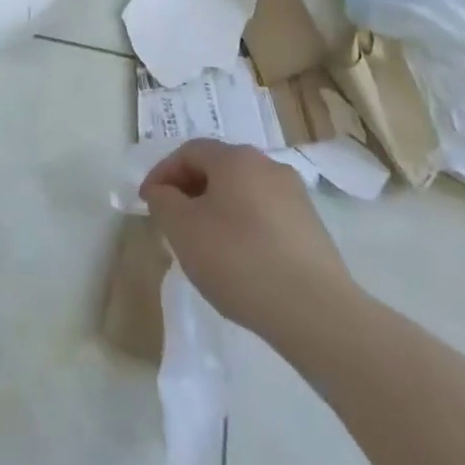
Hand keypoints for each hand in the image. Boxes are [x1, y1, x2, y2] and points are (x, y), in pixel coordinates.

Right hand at [140, 139, 356, 335]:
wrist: (316, 313)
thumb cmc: (239, 260)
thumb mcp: (182, 229)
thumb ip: (163, 202)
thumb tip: (164, 192)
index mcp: (235, 158)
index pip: (188, 152)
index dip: (163, 173)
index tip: (148, 203)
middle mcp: (268, 166)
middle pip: (218, 169)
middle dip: (190, 191)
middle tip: (174, 222)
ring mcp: (295, 197)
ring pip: (243, 193)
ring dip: (218, 210)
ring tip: (206, 246)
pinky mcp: (312, 228)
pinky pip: (266, 217)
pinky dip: (245, 229)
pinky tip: (241, 262)